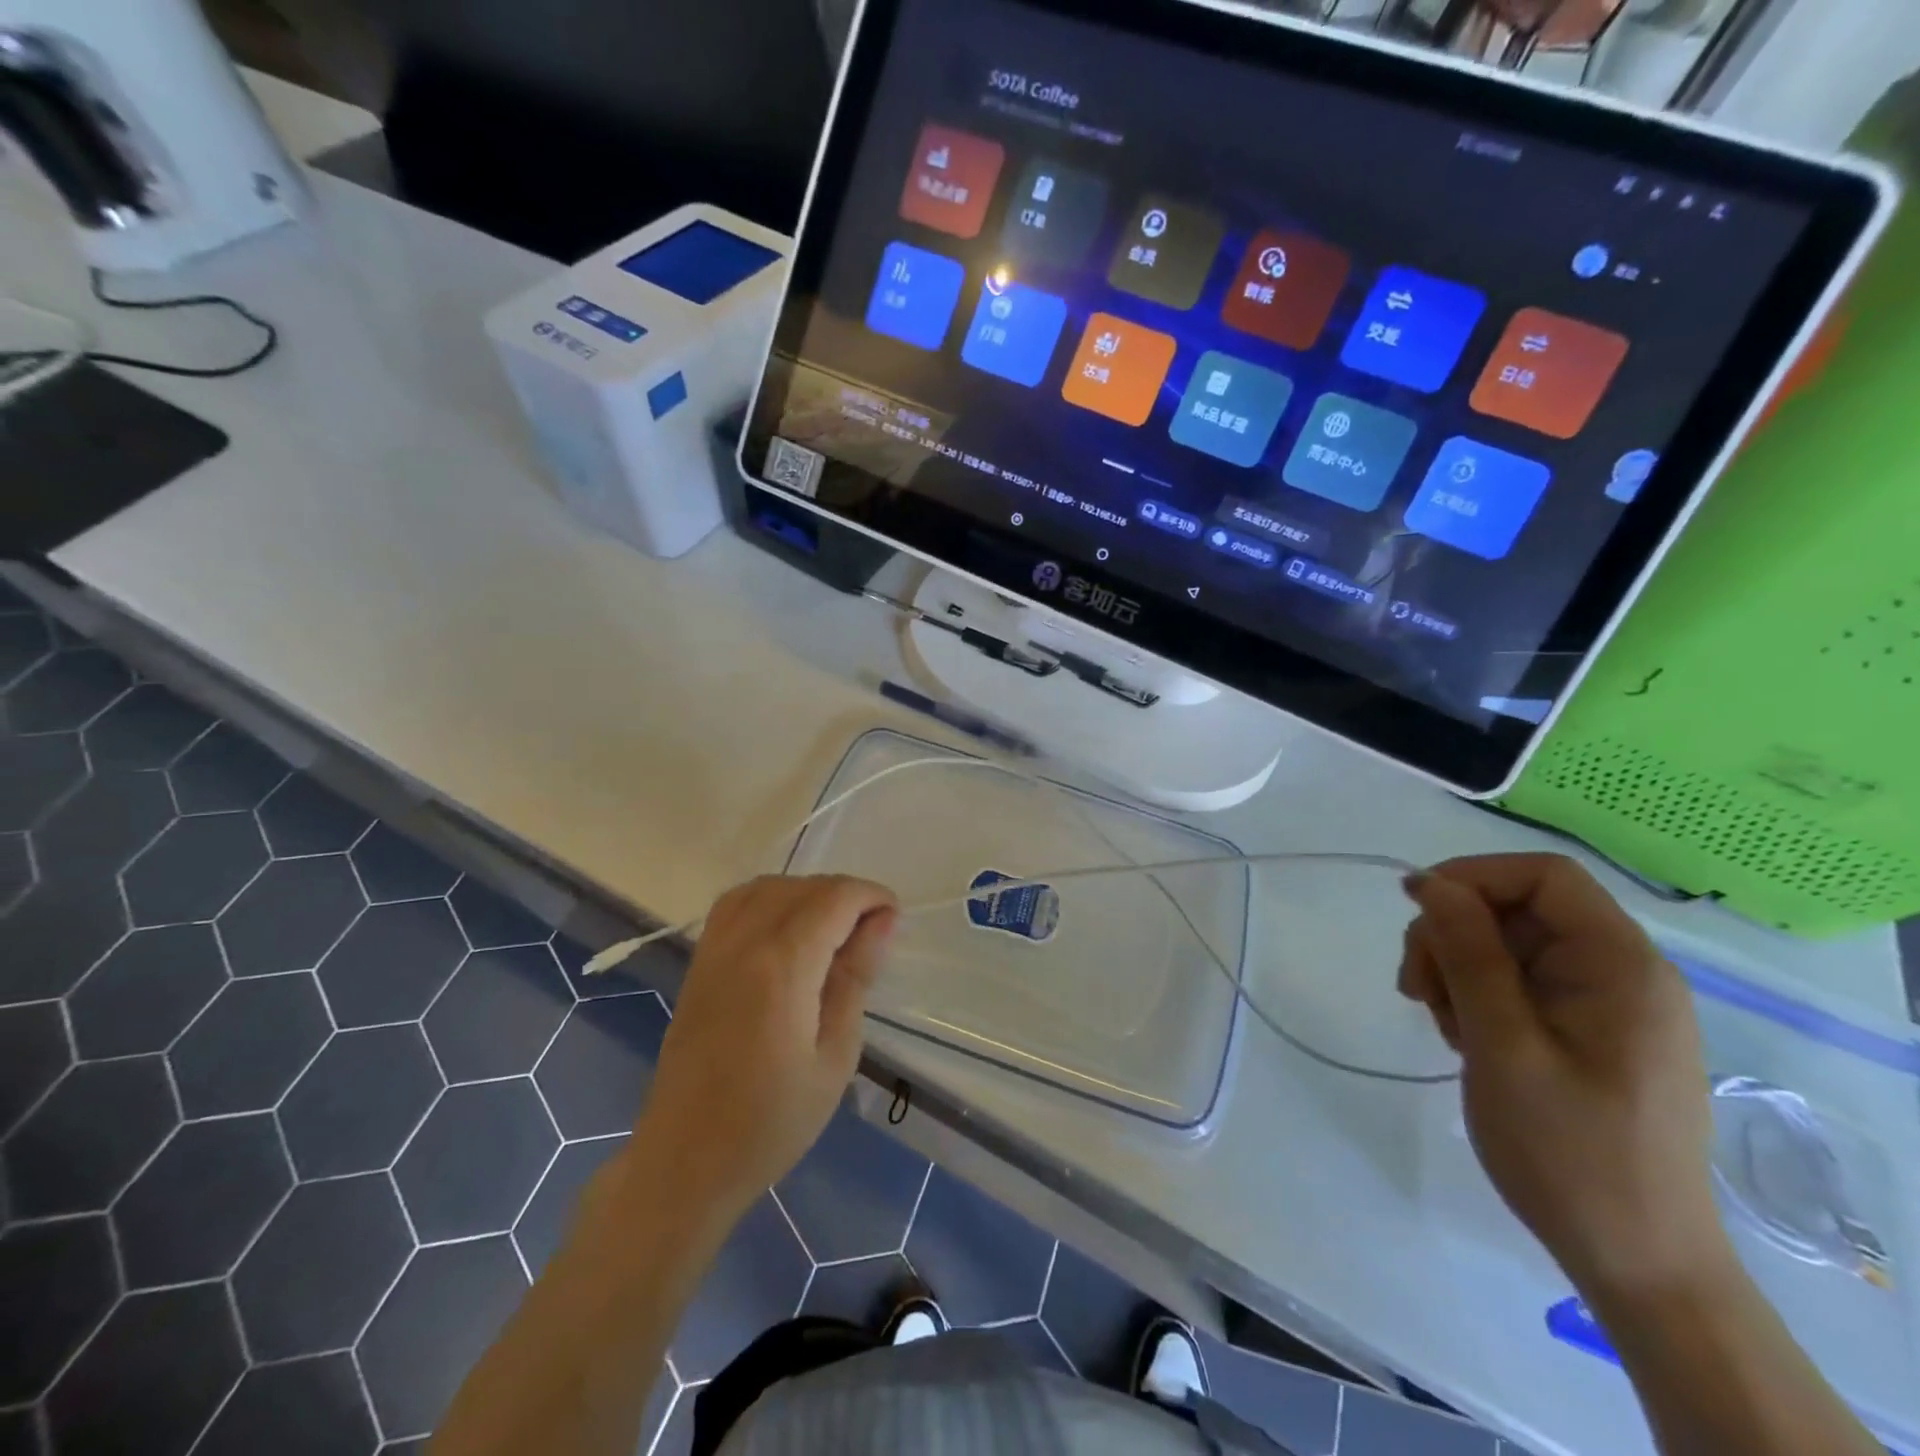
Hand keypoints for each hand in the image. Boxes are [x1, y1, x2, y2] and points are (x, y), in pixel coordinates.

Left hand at [631, 875, 897, 1221]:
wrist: (685, 1161)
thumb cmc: (772, 1122)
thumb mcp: (835, 1056)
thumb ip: (856, 978)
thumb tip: (882, 921)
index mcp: (782, 966)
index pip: (834, 898)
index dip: (871, 896)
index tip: (894, 919)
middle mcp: (744, 942)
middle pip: (803, 887)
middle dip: (846, 895)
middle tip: (871, 933)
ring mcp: (714, 949)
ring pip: (768, 886)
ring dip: (808, 893)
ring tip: (833, 928)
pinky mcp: (699, 962)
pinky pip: (736, 903)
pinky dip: (771, 898)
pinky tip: (788, 929)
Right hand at [1399, 854, 1733, 1301]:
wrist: (1636, 1260)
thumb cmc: (1569, 1150)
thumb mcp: (1502, 1044)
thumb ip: (1468, 953)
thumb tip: (1430, 882)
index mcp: (1621, 966)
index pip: (1542, 877)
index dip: (1471, 877)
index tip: (1414, 911)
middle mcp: (1622, 973)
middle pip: (1517, 909)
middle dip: (1453, 934)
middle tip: (1415, 989)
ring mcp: (1607, 1004)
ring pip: (1508, 945)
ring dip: (1457, 967)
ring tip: (1441, 1022)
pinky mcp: (1589, 1032)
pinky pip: (1520, 983)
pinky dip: (1477, 995)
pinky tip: (1464, 1037)